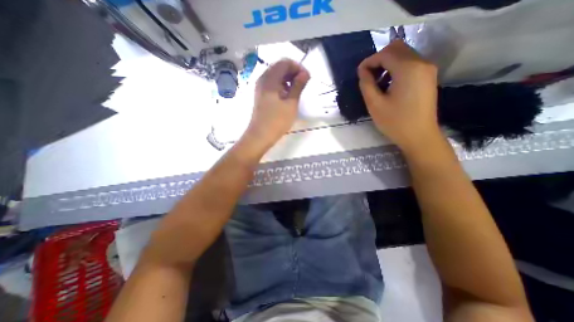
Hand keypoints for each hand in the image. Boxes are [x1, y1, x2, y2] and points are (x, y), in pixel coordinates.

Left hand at [241, 57, 308, 149]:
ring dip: (288, 80)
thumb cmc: (277, 121)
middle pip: (279, 67)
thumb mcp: (291, 103)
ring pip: (276, 76)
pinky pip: (272, 85)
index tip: (307, 78)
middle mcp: (263, 79)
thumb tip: (305, 73)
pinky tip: (287, 97)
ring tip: (296, 91)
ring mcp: (260, 88)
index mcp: (269, 79)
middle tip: (303, 85)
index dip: (298, 67)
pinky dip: (281, 86)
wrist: (260, 136)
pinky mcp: (261, 96)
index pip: (285, 62)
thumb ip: (298, 86)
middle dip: (293, 73)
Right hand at [357, 38, 439, 153]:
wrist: (419, 136)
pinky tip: (389, 85)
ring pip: (404, 54)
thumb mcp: (374, 104)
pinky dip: (396, 68)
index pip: (385, 54)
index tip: (359, 74)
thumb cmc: (395, 122)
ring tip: (377, 83)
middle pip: (396, 48)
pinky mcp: (428, 76)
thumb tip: (362, 71)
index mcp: (408, 69)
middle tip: (368, 76)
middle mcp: (421, 63)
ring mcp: (427, 69)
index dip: (369, 61)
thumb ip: (366, 84)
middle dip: (378, 59)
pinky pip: (410, 63)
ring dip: (387, 64)